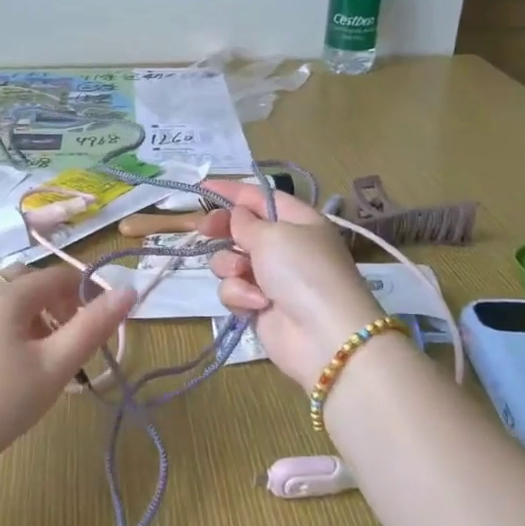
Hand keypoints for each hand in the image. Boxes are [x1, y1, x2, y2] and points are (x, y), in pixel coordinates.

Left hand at [0, 267, 133, 516]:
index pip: (62, 276)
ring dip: (42, 318)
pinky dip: (18, 328)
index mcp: (9, 292)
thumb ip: (94, 326)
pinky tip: (19, 367)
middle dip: (64, 305)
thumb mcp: (55, 366)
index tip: (105, 329)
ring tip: (52, 360)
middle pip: (36, 283)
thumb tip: (129, 290)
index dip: (90, 295)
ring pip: (15, 300)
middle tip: (77, 345)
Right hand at [201, 184, 381, 386]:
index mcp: (298, 221)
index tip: (201, 189)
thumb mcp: (273, 235)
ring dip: (231, 265)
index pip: (260, 197)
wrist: (323, 336)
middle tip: (204, 230)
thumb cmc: (302, 271)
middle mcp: (285, 246)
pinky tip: (256, 303)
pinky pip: (234, 290)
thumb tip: (237, 215)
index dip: (231, 191)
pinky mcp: (259, 305)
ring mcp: (271, 278)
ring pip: (231, 260)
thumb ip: (246, 221)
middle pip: (242, 228)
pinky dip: (241, 294)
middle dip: (223, 229)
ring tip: (243, 274)